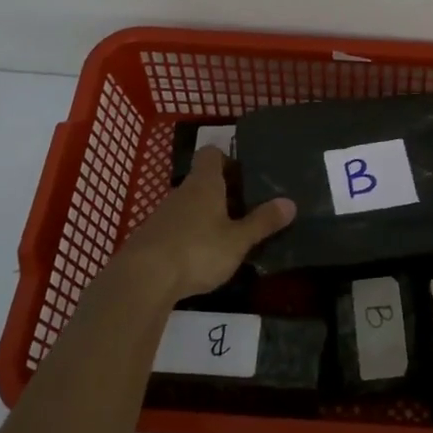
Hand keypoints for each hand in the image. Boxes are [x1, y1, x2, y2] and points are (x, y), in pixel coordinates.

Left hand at [109, 148, 295, 303]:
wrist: (142, 279)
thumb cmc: (197, 250)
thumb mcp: (238, 240)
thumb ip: (262, 222)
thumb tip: (290, 203)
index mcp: (204, 184)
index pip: (211, 154)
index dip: (227, 160)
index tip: (244, 176)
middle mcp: (182, 192)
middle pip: (202, 181)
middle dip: (223, 193)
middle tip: (246, 210)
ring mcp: (162, 215)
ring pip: (189, 205)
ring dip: (206, 216)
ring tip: (227, 237)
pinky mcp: (151, 238)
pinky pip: (176, 227)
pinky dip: (190, 236)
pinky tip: (200, 258)